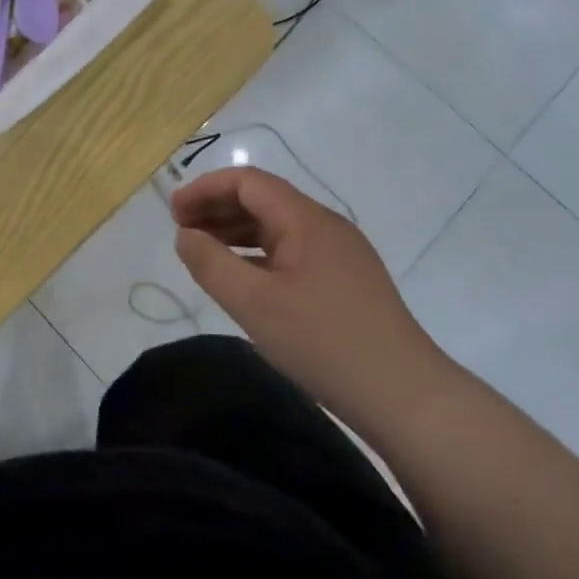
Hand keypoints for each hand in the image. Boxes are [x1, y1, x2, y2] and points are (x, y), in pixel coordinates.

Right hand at [171, 168, 450, 415]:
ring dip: (236, 231)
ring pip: (278, 227)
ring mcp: (340, 254)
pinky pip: (292, 252)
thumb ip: (211, 263)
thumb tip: (185, 235)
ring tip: (203, 251)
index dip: (205, 189)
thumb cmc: (323, 343)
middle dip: (217, 208)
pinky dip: (259, 254)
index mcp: (306, 220)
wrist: (406, 397)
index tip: (172, 213)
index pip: (248, 182)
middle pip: (263, 200)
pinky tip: (243, 278)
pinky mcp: (346, 282)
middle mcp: (325, 226)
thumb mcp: (254, 304)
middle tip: (181, 232)